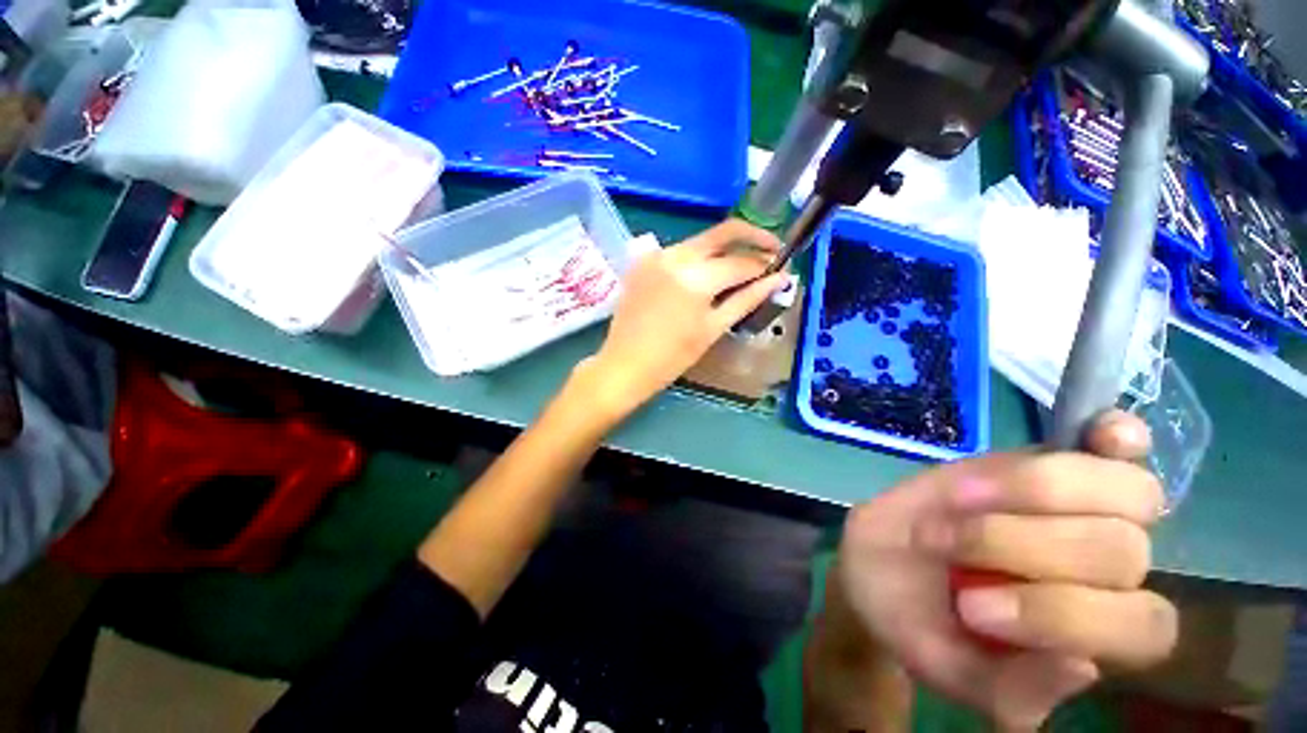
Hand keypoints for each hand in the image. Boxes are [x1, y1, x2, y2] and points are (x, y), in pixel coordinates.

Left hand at [581, 219, 790, 418]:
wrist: (624, 364)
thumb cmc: (672, 357)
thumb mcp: (713, 328)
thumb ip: (747, 299)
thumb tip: (779, 279)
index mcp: (696, 277)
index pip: (742, 262)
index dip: (765, 265)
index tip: (781, 269)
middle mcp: (676, 255)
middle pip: (723, 232)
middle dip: (752, 237)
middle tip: (770, 251)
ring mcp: (657, 255)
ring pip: (701, 241)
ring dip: (724, 249)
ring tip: (740, 268)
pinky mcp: (644, 260)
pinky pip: (680, 251)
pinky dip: (699, 258)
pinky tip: (707, 274)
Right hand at [833, 412, 1176, 729]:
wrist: (880, 564)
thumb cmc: (916, 621)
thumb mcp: (950, 671)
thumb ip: (1010, 692)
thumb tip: (1081, 665)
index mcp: (1093, 633)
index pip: (1140, 626)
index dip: (1064, 615)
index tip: (974, 608)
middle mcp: (1103, 573)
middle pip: (1123, 550)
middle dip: (1024, 545)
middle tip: (947, 546)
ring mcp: (1079, 510)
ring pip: (1121, 492)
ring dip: (1032, 493)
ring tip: (962, 499)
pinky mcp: (1045, 462)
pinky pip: (1113, 446)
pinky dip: (1117, 437)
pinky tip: (1106, 432)